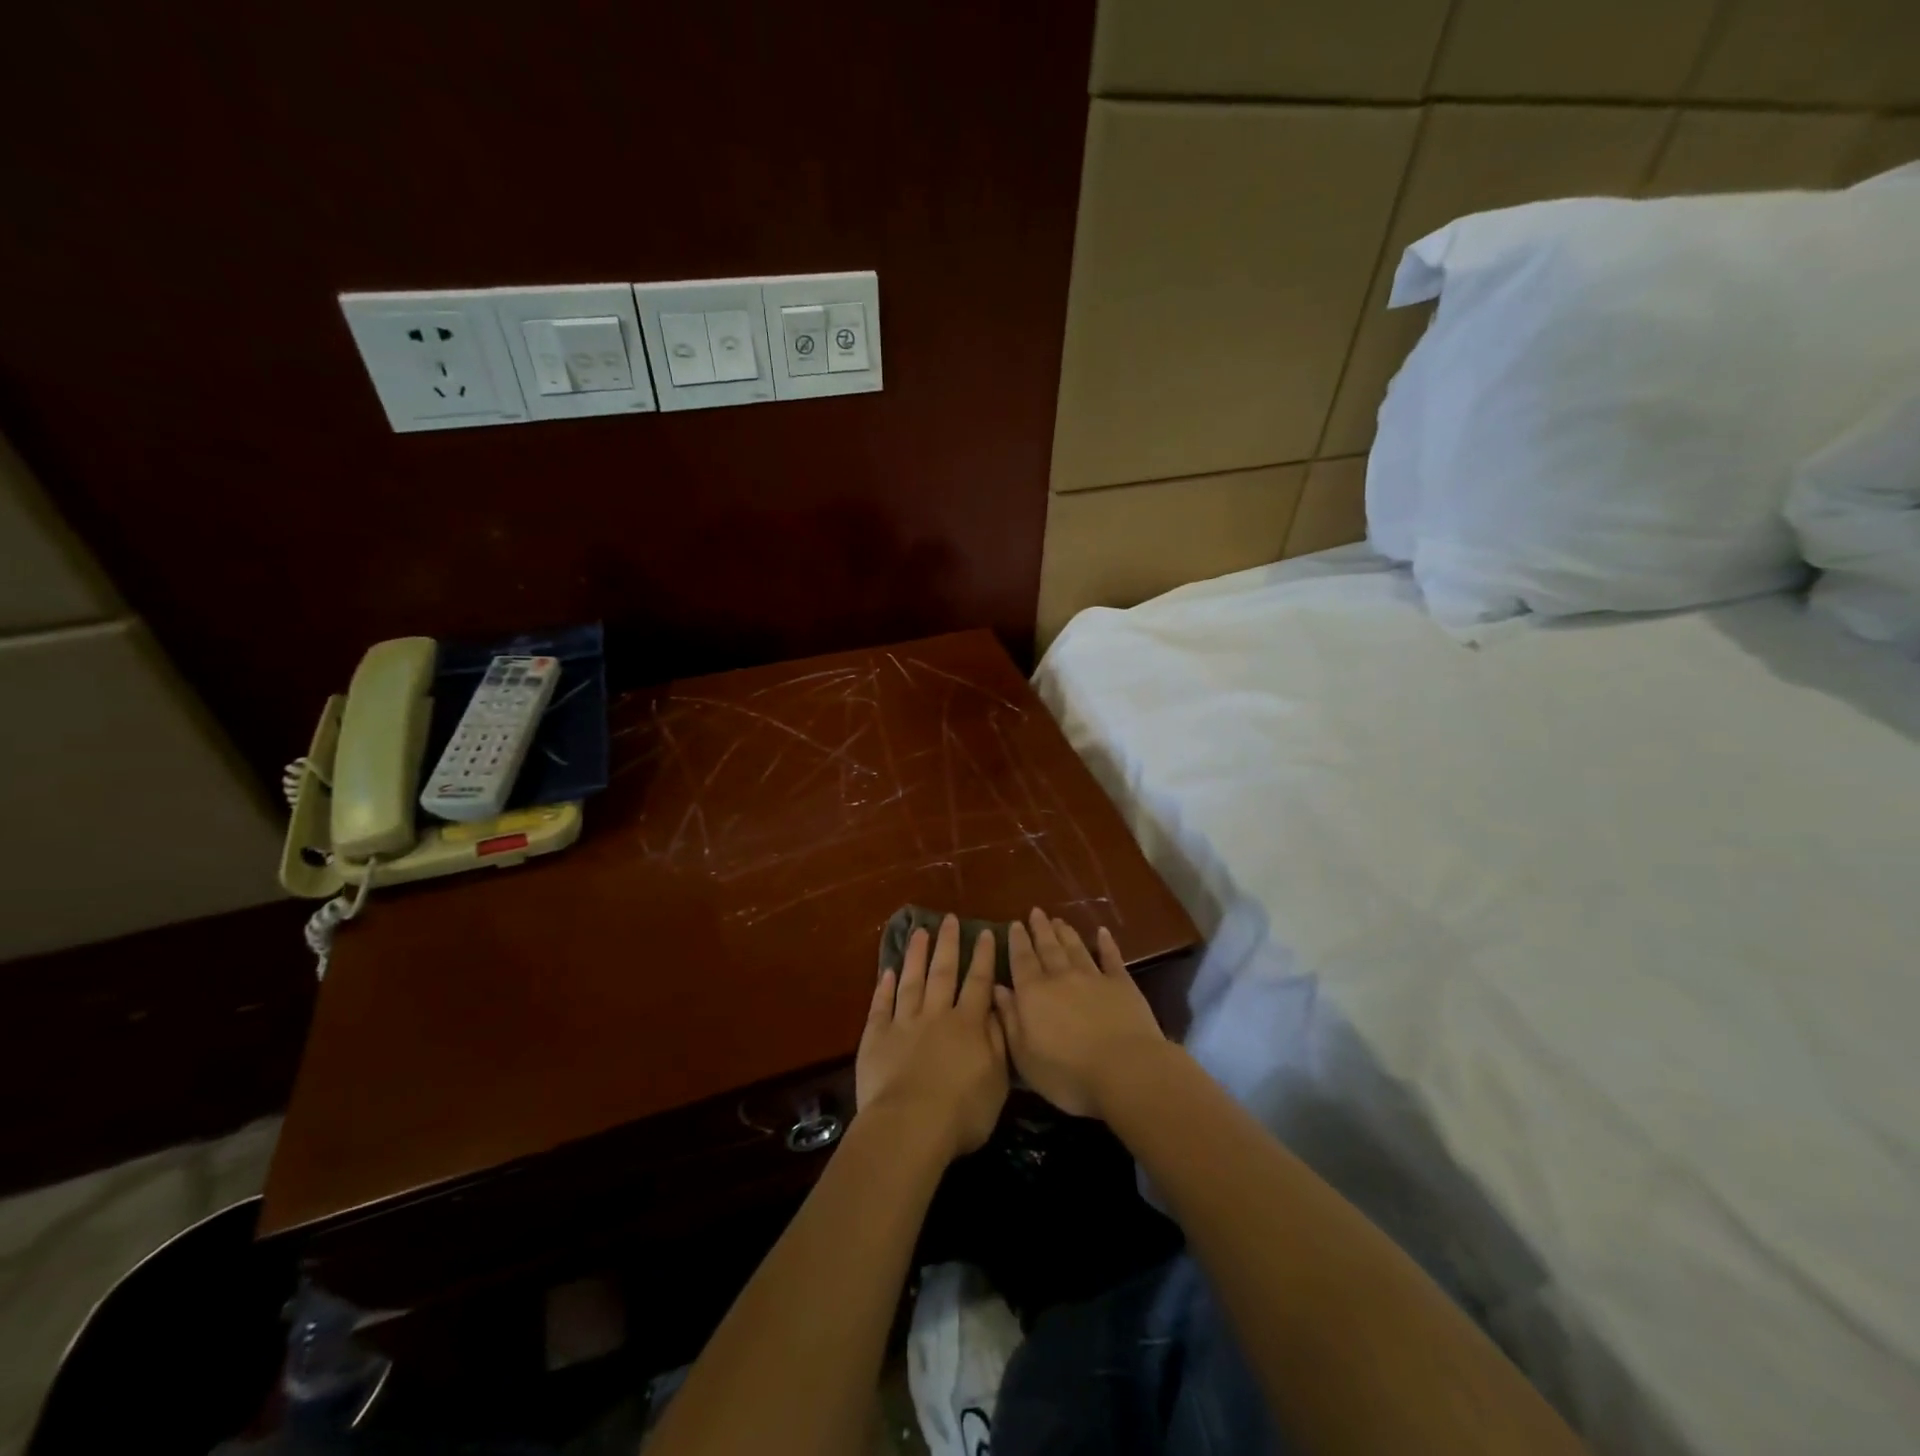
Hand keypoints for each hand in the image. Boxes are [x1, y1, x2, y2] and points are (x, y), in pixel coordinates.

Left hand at [856, 915, 1008, 1160]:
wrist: (909, 1126)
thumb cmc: (962, 1112)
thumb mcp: (996, 1081)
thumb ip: (998, 1042)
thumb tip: (998, 1009)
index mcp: (968, 1024)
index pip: (978, 982)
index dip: (982, 957)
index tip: (984, 932)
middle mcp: (936, 1014)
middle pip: (943, 972)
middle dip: (948, 944)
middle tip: (949, 919)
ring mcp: (904, 1023)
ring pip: (911, 980)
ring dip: (916, 955)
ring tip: (919, 931)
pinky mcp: (876, 1037)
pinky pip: (881, 1005)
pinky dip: (884, 987)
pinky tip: (887, 971)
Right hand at [995, 909, 1165, 1118]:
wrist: (1125, 1071)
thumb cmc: (1068, 1073)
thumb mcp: (1025, 1056)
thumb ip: (1010, 1020)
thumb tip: (998, 989)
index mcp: (1033, 994)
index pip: (1021, 961)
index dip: (1017, 942)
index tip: (1014, 924)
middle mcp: (1061, 977)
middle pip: (1048, 948)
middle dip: (1039, 929)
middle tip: (1035, 912)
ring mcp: (1093, 977)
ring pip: (1075, 948)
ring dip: (1066, 933)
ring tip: (1058, 920)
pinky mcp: (1122, 984)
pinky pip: (1111, 958)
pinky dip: (1106, 944)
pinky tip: (1102, 933)